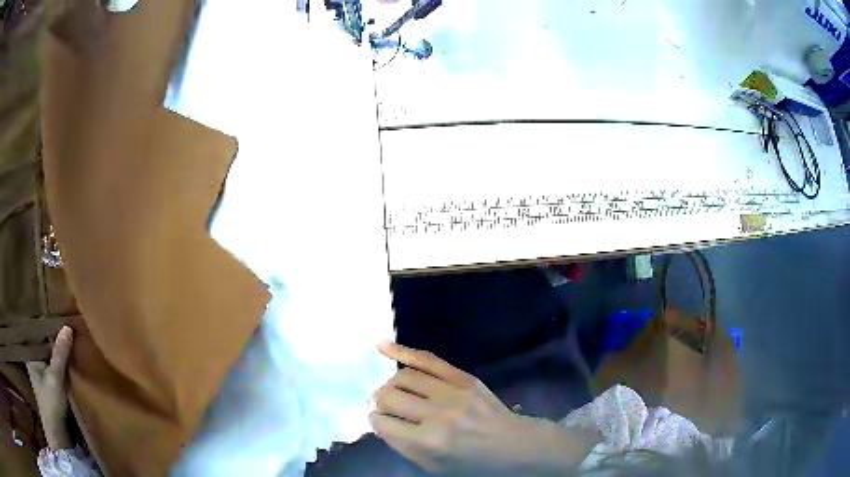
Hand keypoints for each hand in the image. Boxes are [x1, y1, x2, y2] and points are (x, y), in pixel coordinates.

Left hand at [26, 326, 73, 449]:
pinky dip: (61, 362)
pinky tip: (69, 357)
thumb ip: (59, 354)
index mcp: (30, 353)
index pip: (35, 330)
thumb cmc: (51, 403)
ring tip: (69, 336)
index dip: (44, 321)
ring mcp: (42, 373)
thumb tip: (67, 327)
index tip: (56, 311)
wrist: (58, 434)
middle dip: (52, 335)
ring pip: (49, 354)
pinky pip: (55, 366)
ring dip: (58, 349)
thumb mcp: (54, 377)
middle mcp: (34, 359)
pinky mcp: (51, 384)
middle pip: (43, 342)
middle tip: (65, 321)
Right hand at [371, 341, 595, 474]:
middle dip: (379, 401)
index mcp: (428, 441)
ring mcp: (452, 391)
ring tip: (391, 390)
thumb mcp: (433, 466)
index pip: (383, 422)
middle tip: (383, 406)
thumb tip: (379, 422)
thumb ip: (402, 445)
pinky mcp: (463, 377)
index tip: (377, 419)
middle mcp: (437, 414)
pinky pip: (427, 359)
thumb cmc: (470, 461)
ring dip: (390, 383)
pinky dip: (402, 350)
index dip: (375, 420)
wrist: (510, 443)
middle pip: (389, 396)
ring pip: (404, 377)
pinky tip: (382, 346)